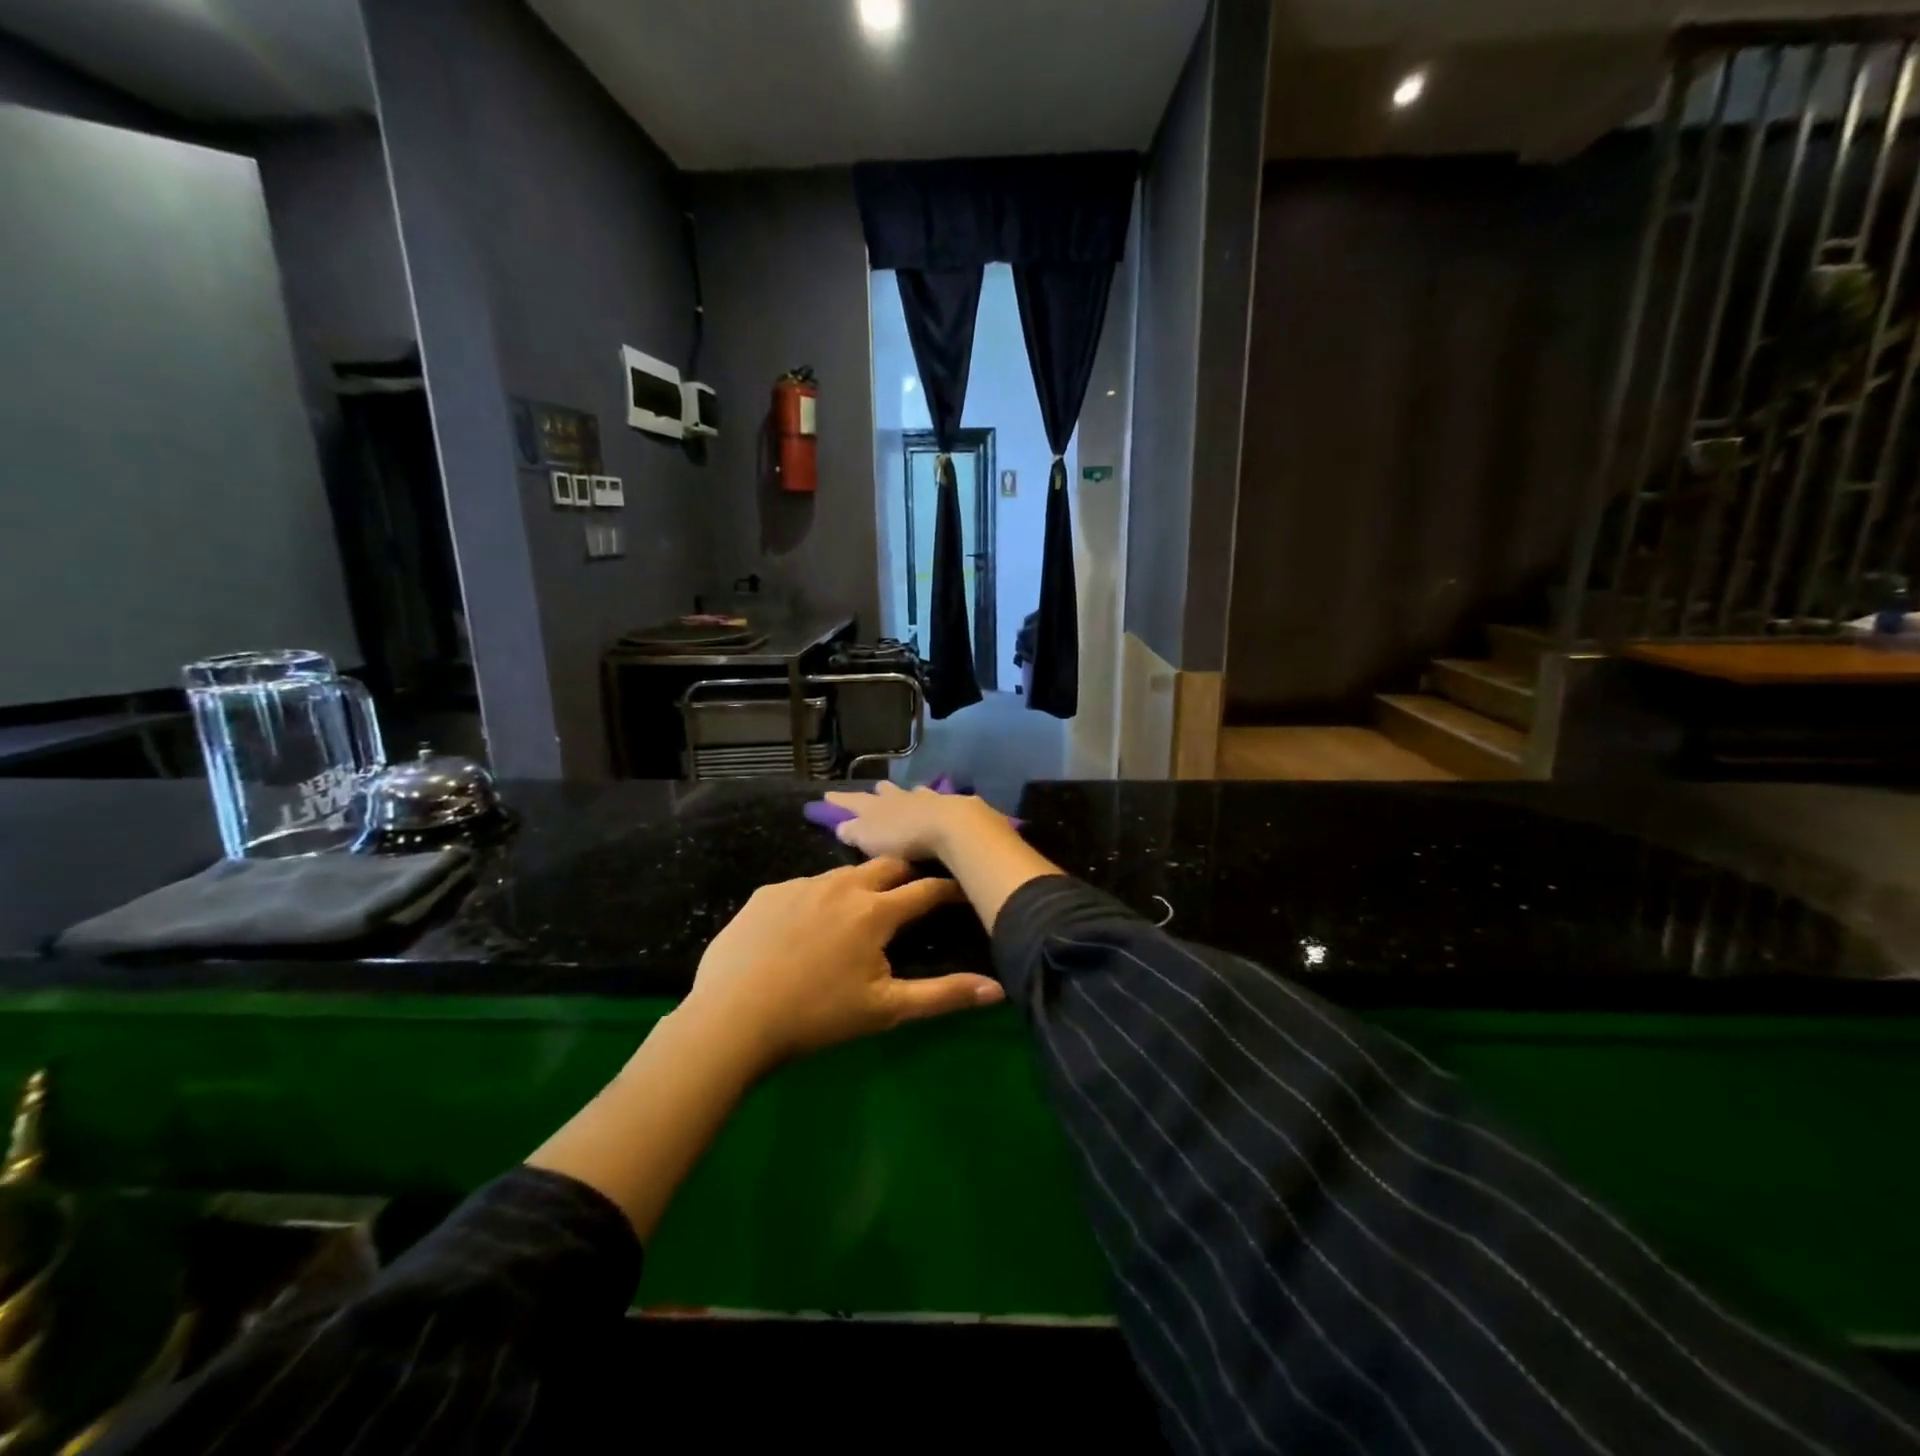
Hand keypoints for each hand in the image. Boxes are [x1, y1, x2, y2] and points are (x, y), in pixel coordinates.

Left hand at [680, 857, 1004, 1076]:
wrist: (732, 1019)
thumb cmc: (818, 1016)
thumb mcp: (886, 1009)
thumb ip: (944, 996)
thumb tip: (998, 990)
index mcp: (874, 911)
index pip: (926, 889)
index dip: (949, 888)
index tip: (963, 888)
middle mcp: (841, 885)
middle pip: (887, 864)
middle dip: (907, 873)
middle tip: (913, 892)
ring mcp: (800, 885)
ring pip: (843, 874)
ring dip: (860, 885)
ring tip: (859, 910)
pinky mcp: (768, 893)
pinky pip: (803, 887)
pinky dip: (818, 899)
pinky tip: (806, 928)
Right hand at [823, 781, 1008, 861]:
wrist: (949, 825)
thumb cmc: (903, 836)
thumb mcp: (869, 838)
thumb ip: (853, 832)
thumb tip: (842, 826)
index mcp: (875, 806)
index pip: (852, 801)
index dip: (839, 800)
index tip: (827, 795)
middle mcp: (899, 797)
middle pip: (885, 791)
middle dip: (878, 792)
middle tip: (875, 790)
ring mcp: (926, 798)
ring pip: (912, 792)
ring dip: (908, 794)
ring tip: (909, 794)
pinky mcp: (951, 804)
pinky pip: (937, 800)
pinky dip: (933, 802)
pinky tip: (938, 805)